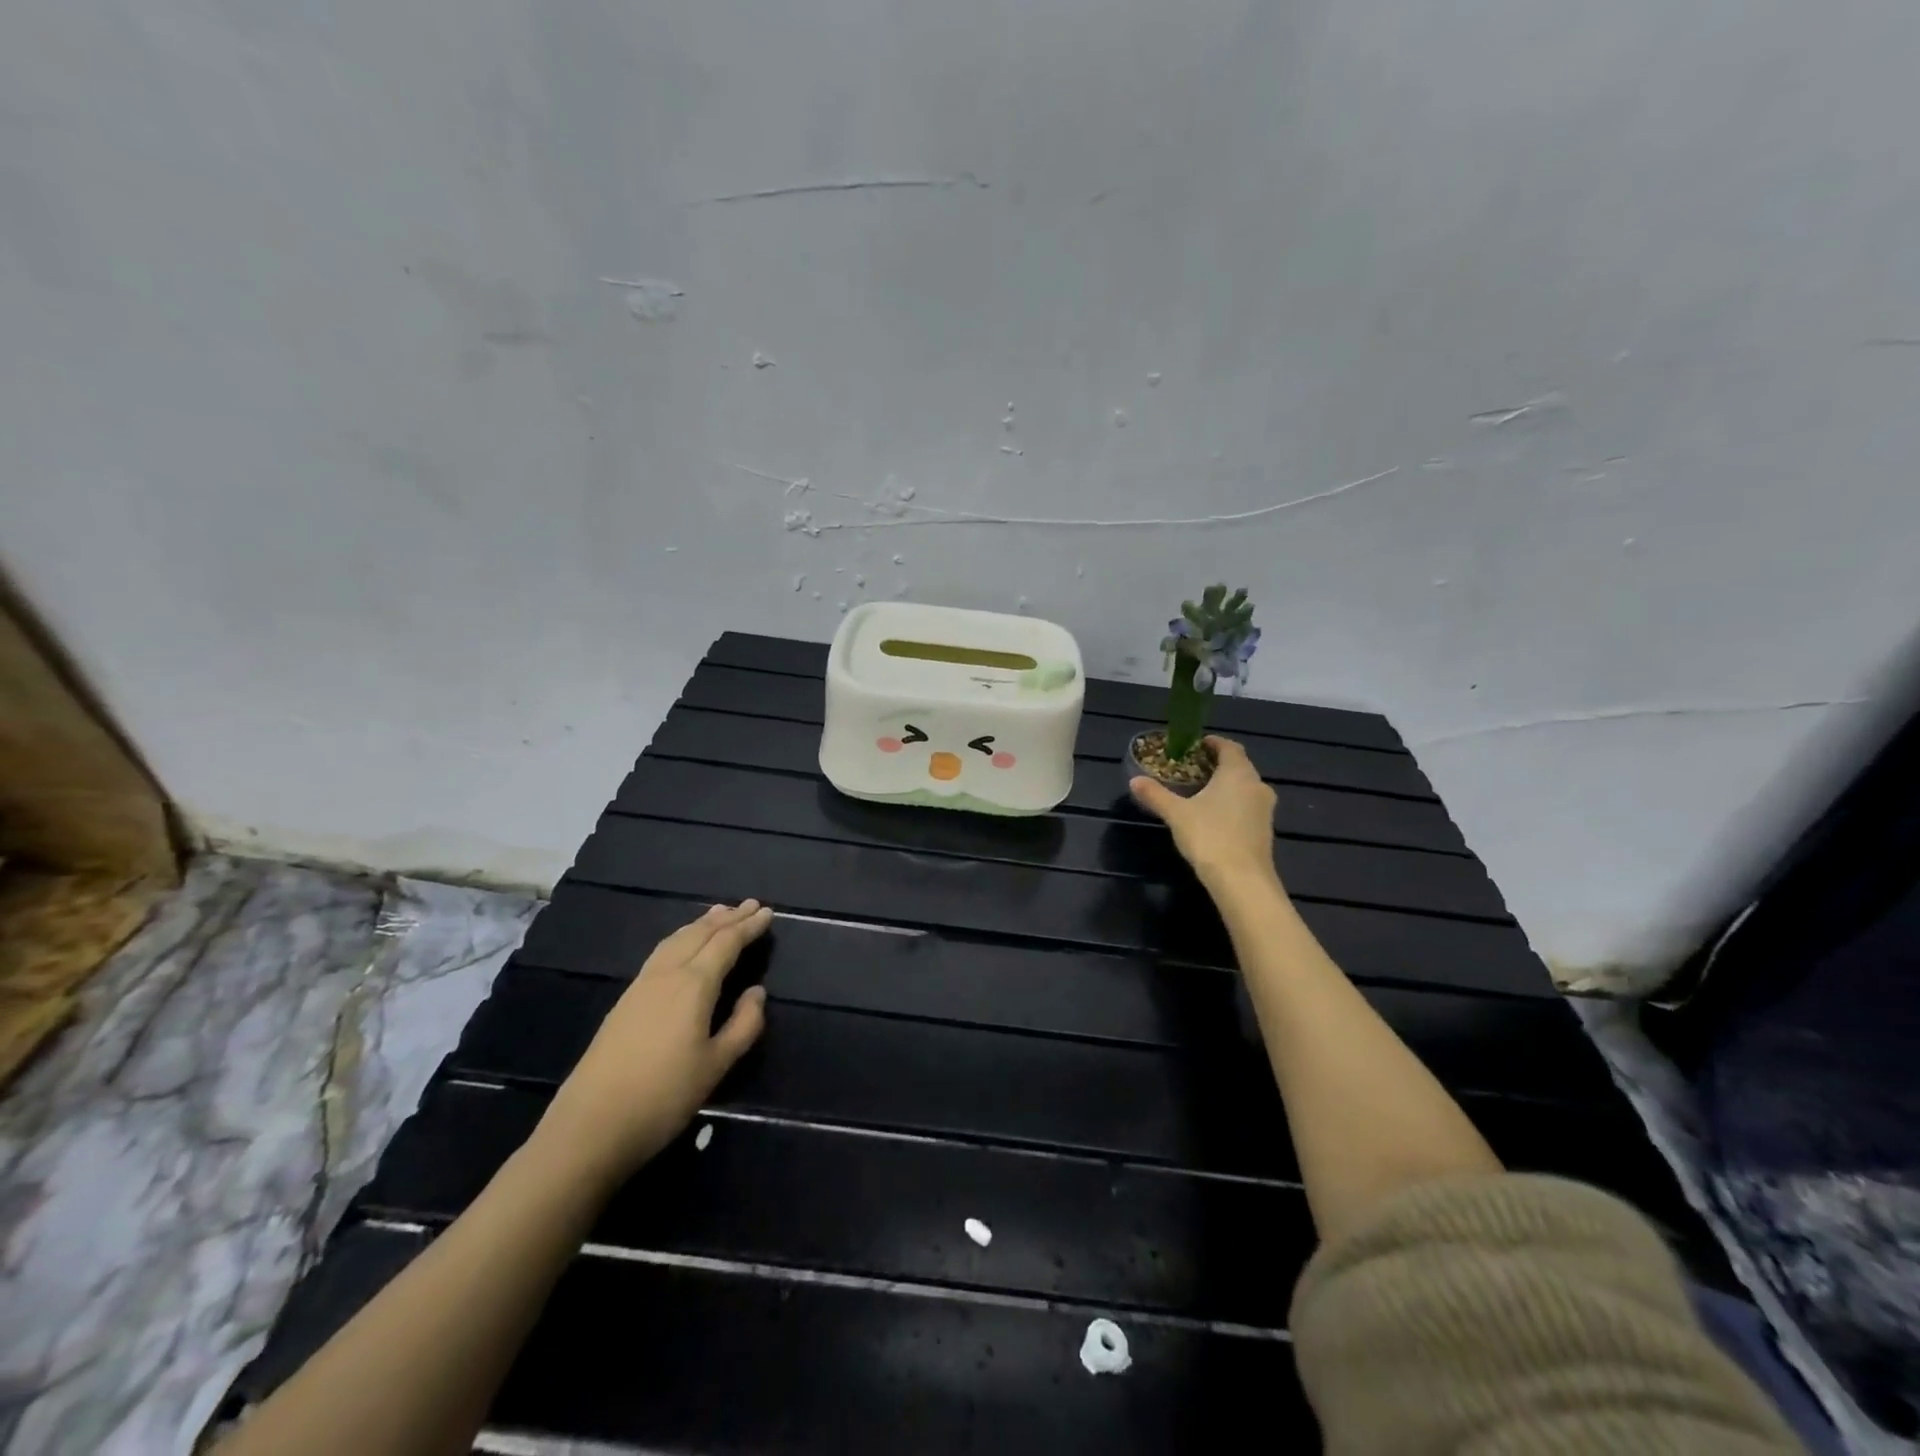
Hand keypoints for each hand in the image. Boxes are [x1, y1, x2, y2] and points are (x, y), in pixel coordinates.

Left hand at [537, 900, 772, 1184]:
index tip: (768, 912)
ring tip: (719, 913)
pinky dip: (681, 937)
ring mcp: (641, 985)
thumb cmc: (663, 1097)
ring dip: (702, 923)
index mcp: (694, 985)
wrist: (590, 1126)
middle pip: (700, 934)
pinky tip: (682, 945)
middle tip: (750, 904)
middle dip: (728, 918)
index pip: (726, 943)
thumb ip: (744, 1025)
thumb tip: (757, 992)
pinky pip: (661, 952)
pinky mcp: (625, 1000)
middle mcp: (667, 974)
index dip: (749, 927)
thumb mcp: (716, 1066)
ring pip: (676, 939)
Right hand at [1130, 736, 1281, 891]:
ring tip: (1201, 791)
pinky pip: (1248, 806)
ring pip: (1245, 787)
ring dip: (1226, 785)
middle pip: (1239, 766)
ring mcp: (1265, 809)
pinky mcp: (1266, 829)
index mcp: (1238, 773)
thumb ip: (1156, 795)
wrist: (1242, 880)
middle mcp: (1256, 785)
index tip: (1196, 745)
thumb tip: (1134, 780)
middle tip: (1192, 768)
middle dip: (1217, 764)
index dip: (1213, 743)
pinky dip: (1233, 803)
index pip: (1229, 747)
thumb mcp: (1176, 814)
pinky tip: (1214, 816)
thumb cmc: (1209, 836)